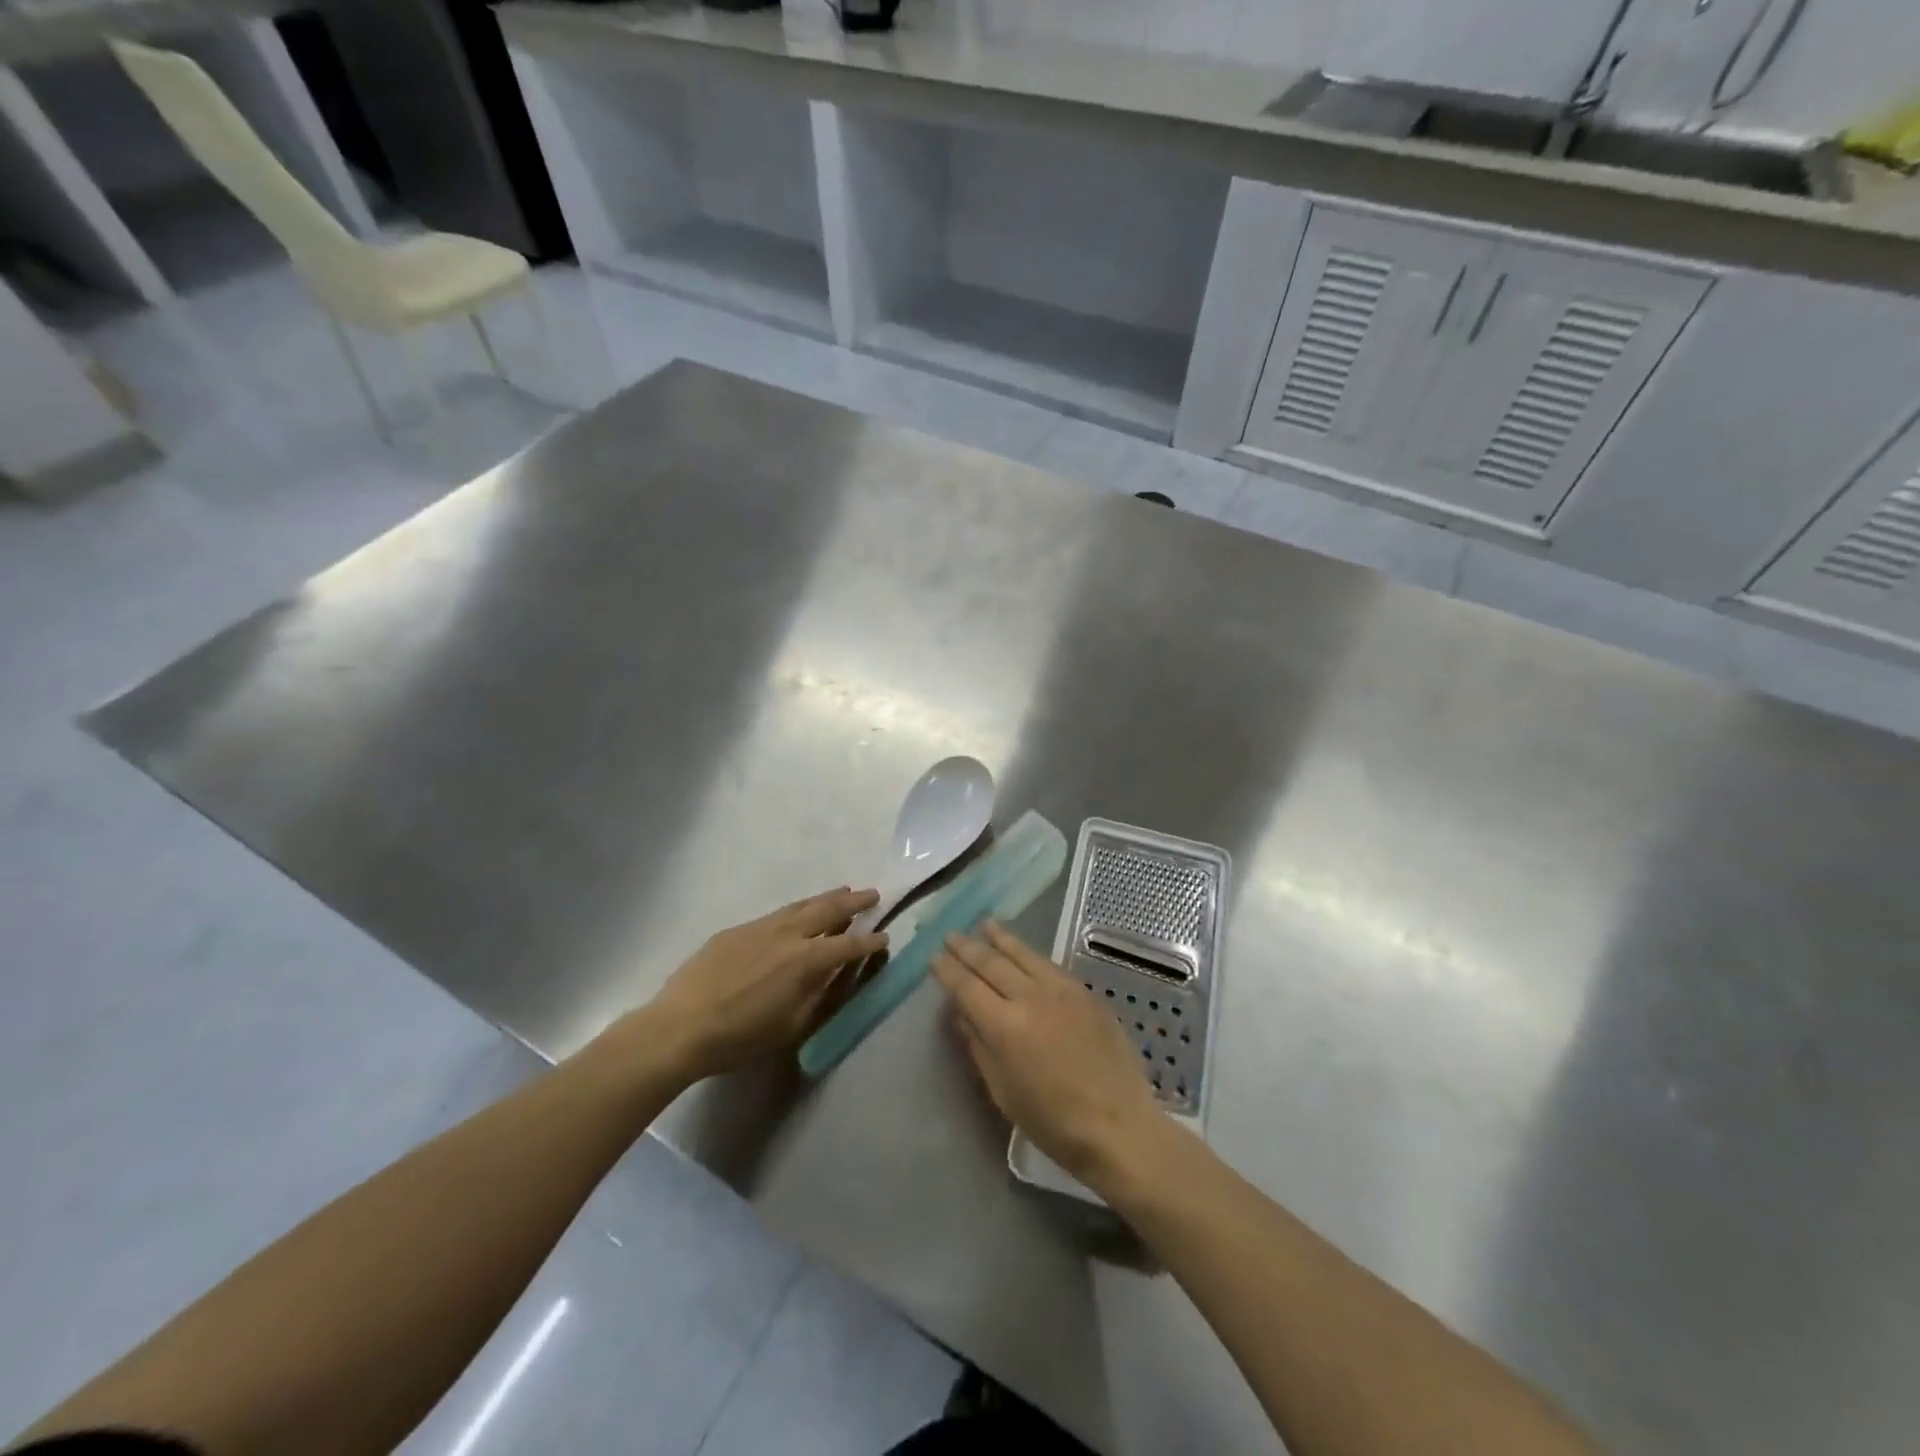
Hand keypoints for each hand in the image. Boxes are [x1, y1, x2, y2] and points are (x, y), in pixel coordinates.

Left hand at [640, 888, 887, 1081]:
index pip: (849, 945)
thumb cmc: (740, 1037)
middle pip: (829, 911)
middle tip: (872, 894)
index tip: (884, 938)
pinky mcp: (737, 930)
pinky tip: (797, 913)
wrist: (679, 1027)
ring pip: (802, 905)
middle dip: (854, 903)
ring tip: (843, 891)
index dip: (870, 942)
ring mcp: (760, 928)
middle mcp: (789, 935)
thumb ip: (820, 996)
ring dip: (826, 898)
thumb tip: (838, 975)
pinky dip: (796, 909)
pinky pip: (776, 914)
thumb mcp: (792, 1026)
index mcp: (806, 961)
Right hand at [933, 922, 1162, 1188]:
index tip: (934, 957)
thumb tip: (963, 1014)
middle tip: (951, 934)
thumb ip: (979, 1047)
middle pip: (991, 963)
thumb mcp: (1003, 1092)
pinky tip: (1022, 949)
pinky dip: (1029, 952)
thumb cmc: (1053, 1122)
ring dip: (1000, 938)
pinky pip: (1049, 964)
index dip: (948, 970)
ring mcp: (1061, 990)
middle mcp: (1030, 997)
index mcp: (1004, 1026)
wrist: (1119, 1125)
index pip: (967, 987)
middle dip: (968, 947)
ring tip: (984, 924)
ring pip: (1023, 954)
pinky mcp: (1085, 992)